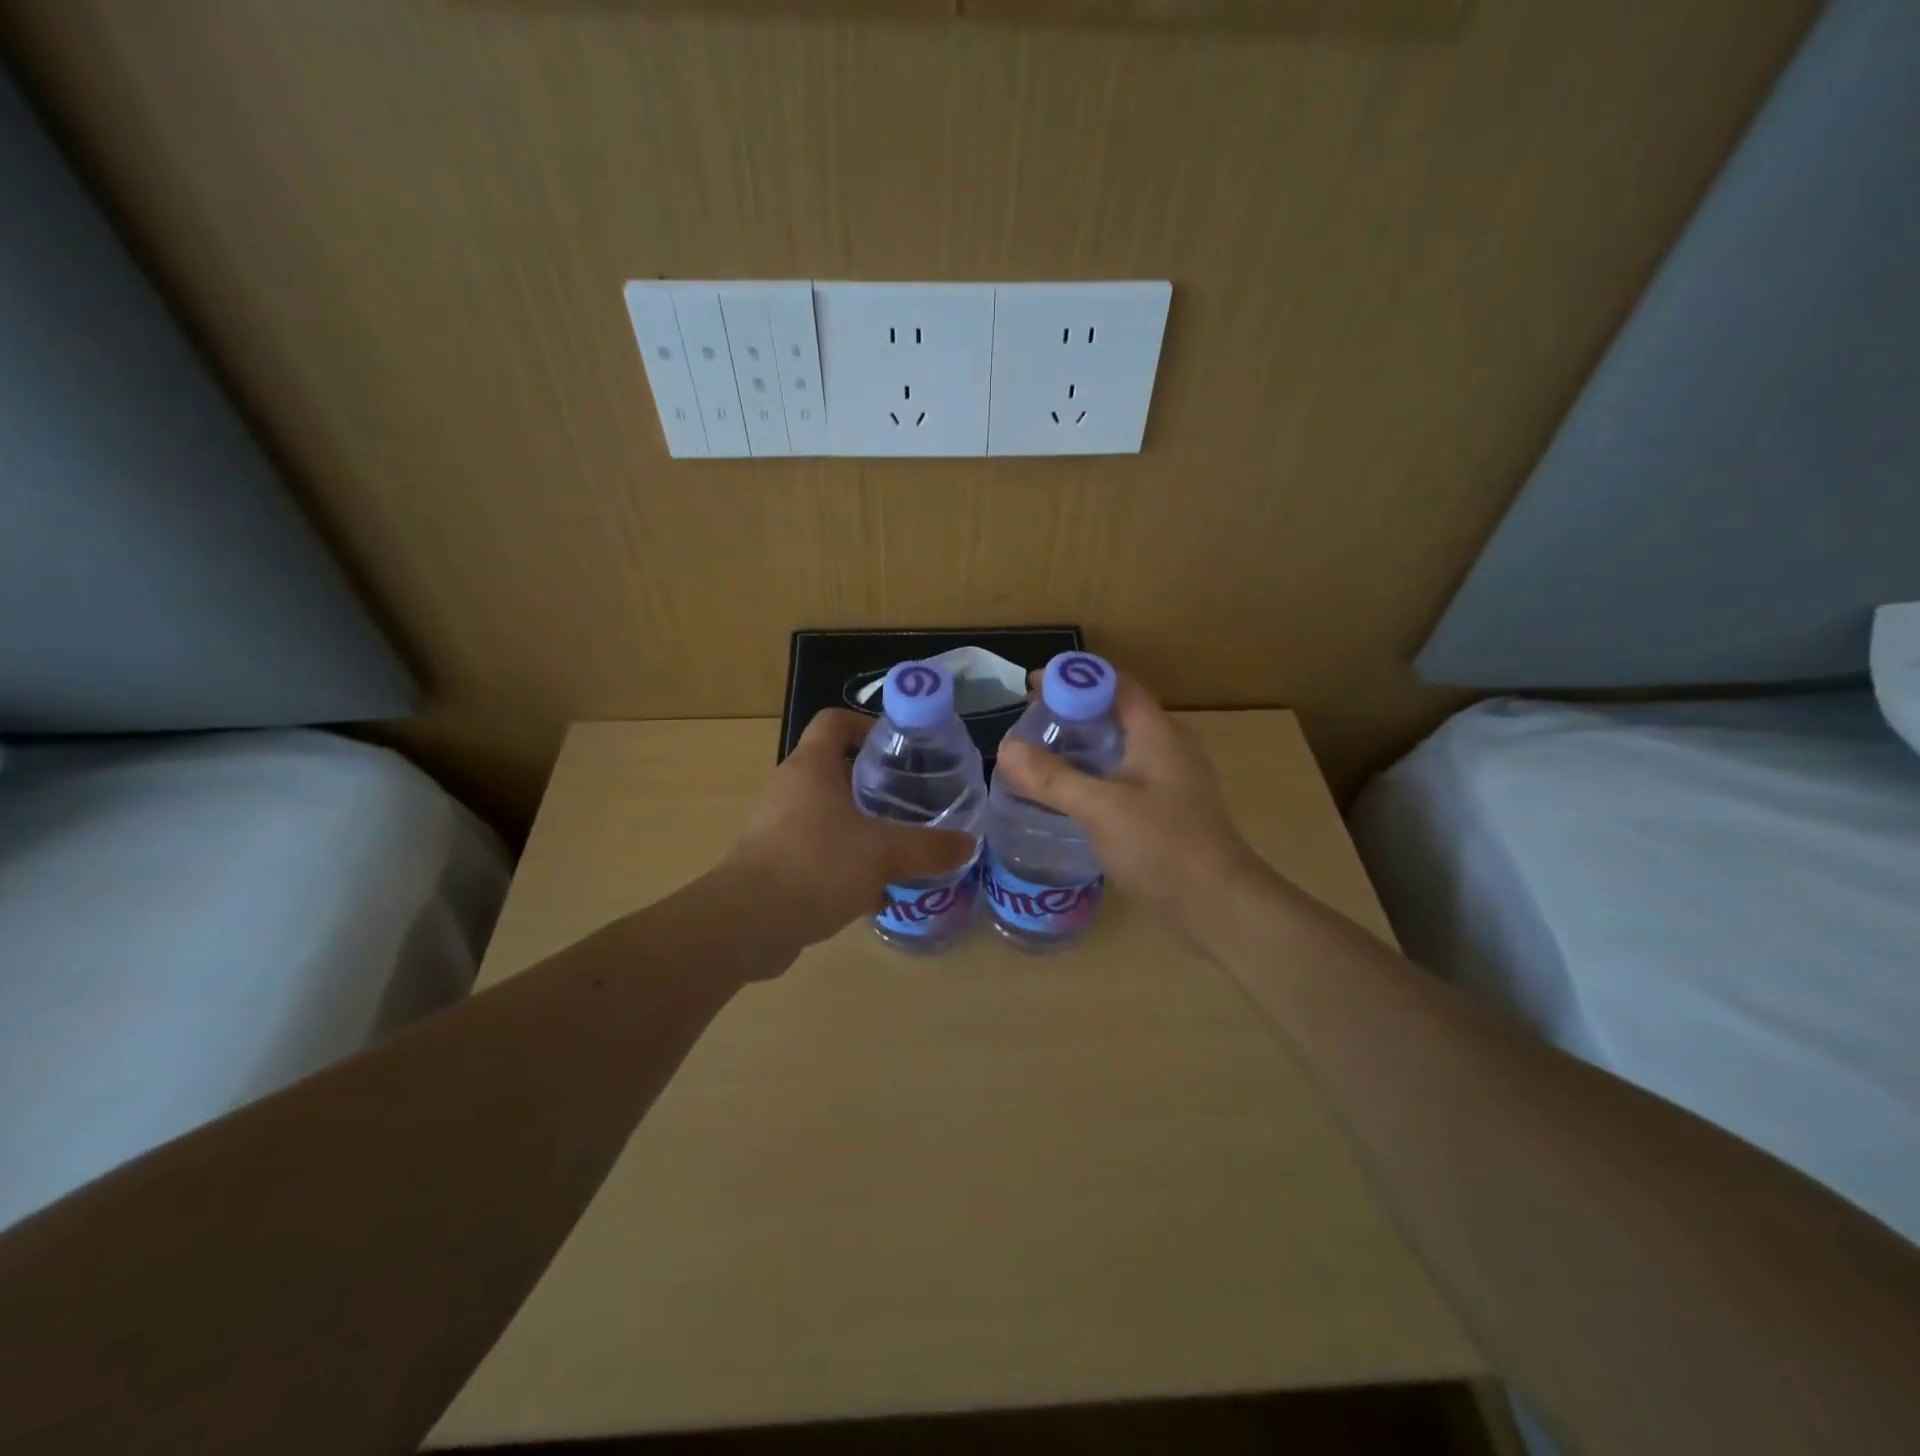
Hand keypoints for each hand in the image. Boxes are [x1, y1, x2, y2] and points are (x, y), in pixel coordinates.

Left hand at [720, 708, 976, 949]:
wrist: (747, 924)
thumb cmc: (816, 866)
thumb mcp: (883, 854)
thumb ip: (928, 848)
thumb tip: (968, 845)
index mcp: (811, 767)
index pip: (835, 721)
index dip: (867, 724)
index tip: (901, 746)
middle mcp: (790, 788)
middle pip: (836, 769)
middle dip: (875, 783)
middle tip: (913, 800)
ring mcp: (777, 826)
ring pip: (829, 814)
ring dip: (862, 826)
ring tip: (899, 845)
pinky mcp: (773, 862)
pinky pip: (817, 849)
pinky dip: (844, 861)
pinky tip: (873, 889)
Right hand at [994, 672, 1269, 944]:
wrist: (1219, 905)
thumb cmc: (1163, 846)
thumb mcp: (1101, 808)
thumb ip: (1052, 778)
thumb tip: (1005, 748)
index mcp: (1158, 732)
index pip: (1114, 684)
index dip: (1073, 678)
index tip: (1031, 688)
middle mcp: (1168, 746)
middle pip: (1115, 713)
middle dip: (1071, 712)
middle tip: (1028, 724)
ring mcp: (1171, 779)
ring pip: (1120, 746)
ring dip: (1082, 745)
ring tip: (1039, 755)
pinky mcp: (1167, 809)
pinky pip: (1124, 776)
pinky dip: (1095, 774)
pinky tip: (1068, 794)